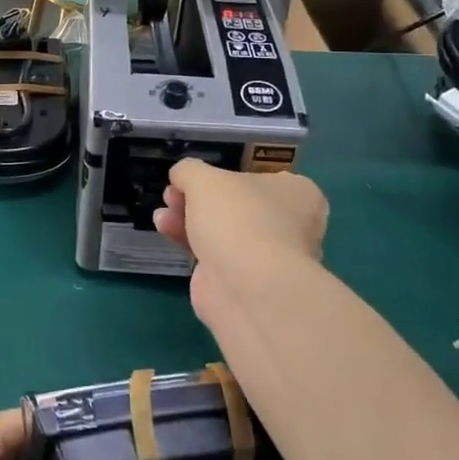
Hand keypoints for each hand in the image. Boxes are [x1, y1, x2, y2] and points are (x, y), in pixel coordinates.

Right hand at [153, 159, 328, 322]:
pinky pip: (213, 254)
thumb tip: (182, 176)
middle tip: (173, 194)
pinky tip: (164, 229)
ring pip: (222, 230)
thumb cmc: (237, 218)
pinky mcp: (244, 282)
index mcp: (296, 194)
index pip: (258, 178)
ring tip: (162, 214)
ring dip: (188, 218)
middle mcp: (290, 225)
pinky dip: (189, 241)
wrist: (247, 288)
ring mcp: (268, 257)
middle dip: (197, 199)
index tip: (194, 178)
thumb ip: (189, 170)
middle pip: (234, 205)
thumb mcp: (203, 178)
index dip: (222, 175)